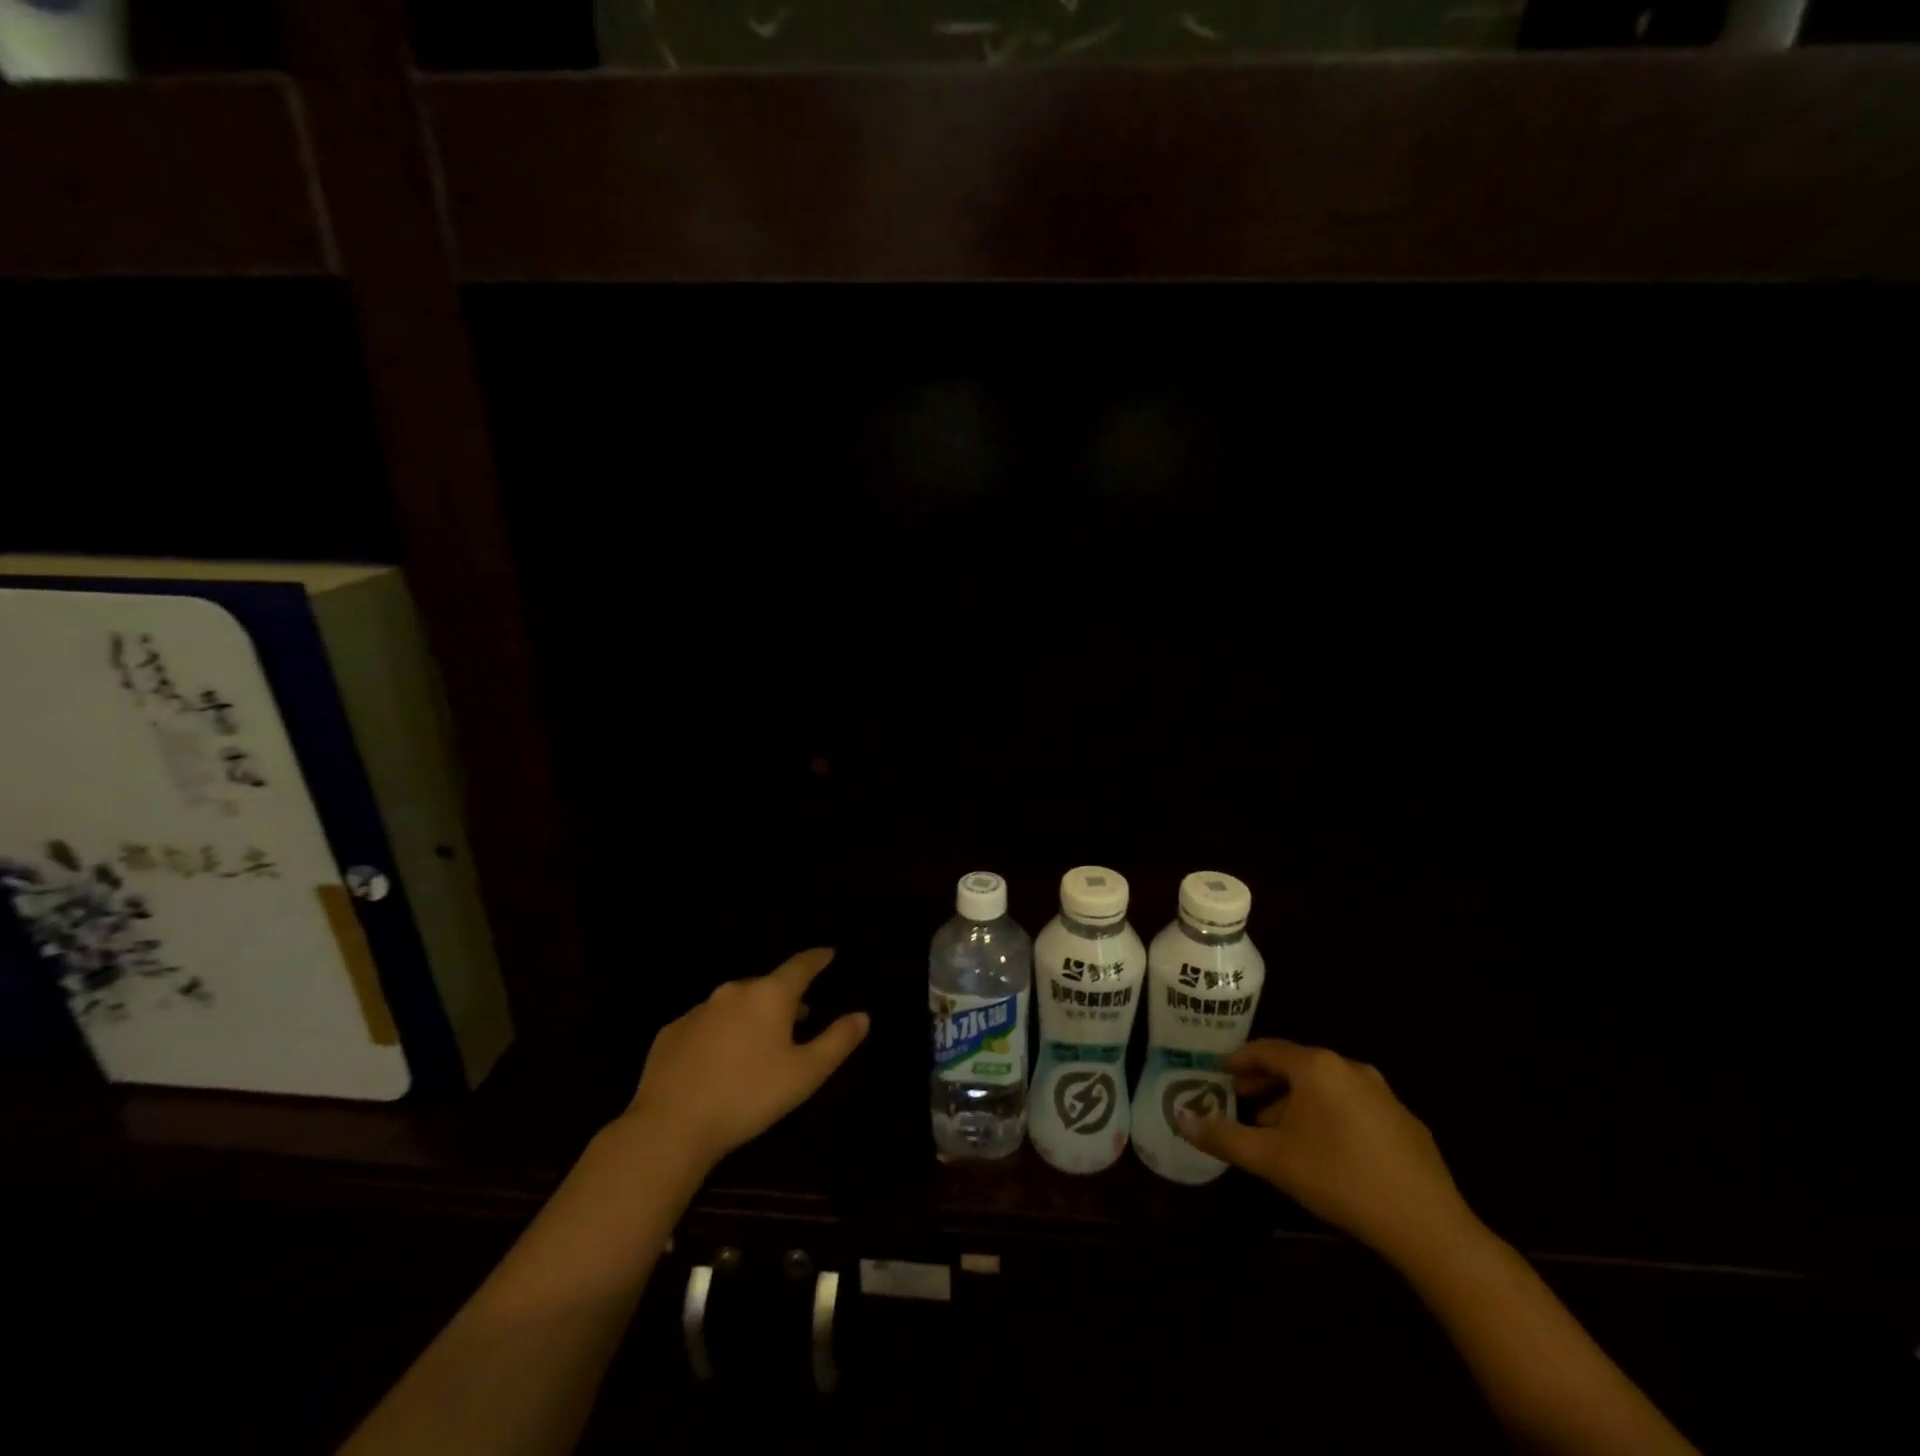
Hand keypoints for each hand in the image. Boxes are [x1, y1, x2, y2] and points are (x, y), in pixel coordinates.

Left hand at [624, 948, 869, 1169]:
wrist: (670, 1126)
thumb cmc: (748, 1096)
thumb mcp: (806, 1074)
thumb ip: (837, 1041)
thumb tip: (862, 1016)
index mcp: (770, 995)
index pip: (800, 966)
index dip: (817, 959)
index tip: (828, 954)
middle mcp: (734, 992)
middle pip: (767, 986)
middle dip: (784, 998)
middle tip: (798, 1016)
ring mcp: (698, 1010)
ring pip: (734, 1004)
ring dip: (751, 1016)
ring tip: (759, 1042)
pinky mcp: (671, 1032)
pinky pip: (706, 1025)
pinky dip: (719, 1034)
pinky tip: (719, 1061)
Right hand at [1178, 1039, 1478, 1269]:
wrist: (1428, 1226)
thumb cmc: (1339, 1179)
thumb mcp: (1272, 1159)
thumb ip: (1224, 1137)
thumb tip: (1180, 1119)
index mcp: (1316, 1066)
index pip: (1266, 1049)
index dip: (1239, 1060)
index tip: (1219, 1072)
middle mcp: (1349, 1067)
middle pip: (1296, 1066)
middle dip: (1266, 1082)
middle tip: (1242, 1100)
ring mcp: (1383, 1093)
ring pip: (1326, 1087)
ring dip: (1297, 1101)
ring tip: (1279, 1130)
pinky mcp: (1405, 1121)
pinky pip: (1353, 1105)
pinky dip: (1330, 1115)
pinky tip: (1326, 1149)